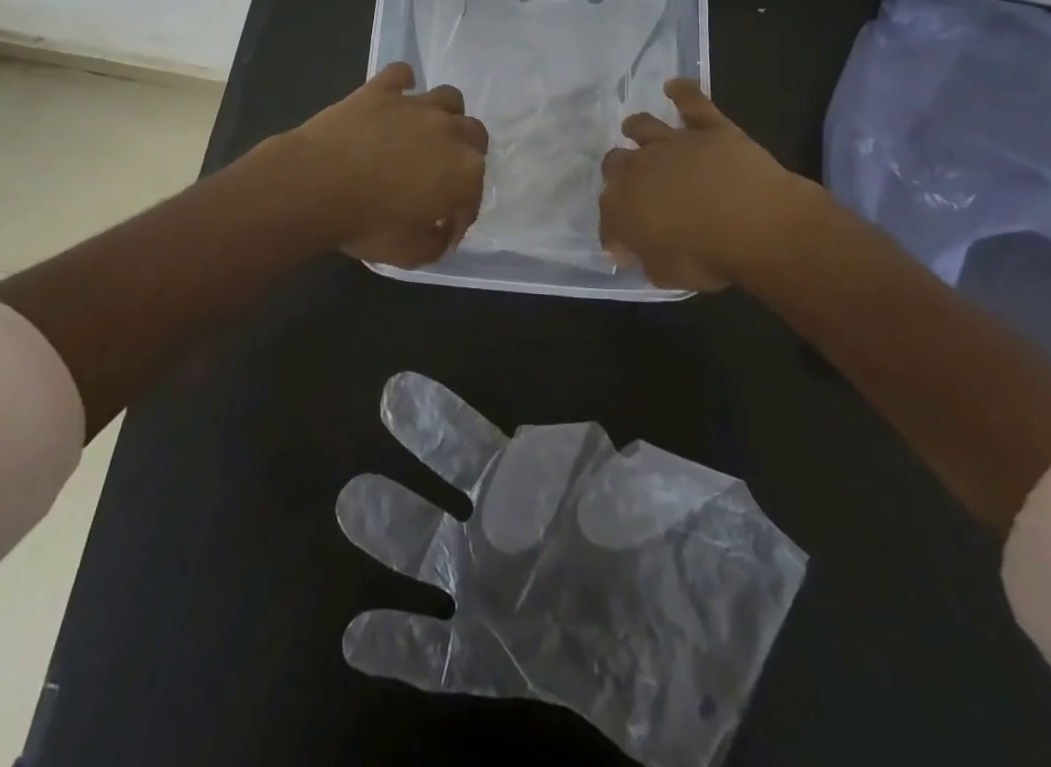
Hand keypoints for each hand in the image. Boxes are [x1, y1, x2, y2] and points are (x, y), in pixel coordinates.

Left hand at [290, 63, 487, 267]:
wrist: (315, 186)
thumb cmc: (367, 223)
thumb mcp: (409, 254)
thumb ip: (435, 244)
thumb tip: (440, 233)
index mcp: (464, 172)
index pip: (474, 193)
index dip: (460, 214)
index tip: (443, 230)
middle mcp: (449, 131)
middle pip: (474, 136)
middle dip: (466, 156)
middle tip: (442, 175)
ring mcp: (415, 105)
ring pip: (449, 98)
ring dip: (446, 115)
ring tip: (427, 132)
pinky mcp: (381, 90)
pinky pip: (401, 74)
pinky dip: (403, 83)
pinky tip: (396, 96)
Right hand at [337, 373, 806, 766]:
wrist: (697, 655)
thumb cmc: (679, 563)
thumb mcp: (667, 505)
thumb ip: (635, 477)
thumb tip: (607, 453)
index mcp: (548, 486)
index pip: (488, 447)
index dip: (445, 421)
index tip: (403, 392)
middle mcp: (511, 528)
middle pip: (454, 481)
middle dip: (420, 445)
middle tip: (382, 411)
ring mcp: (496, 592)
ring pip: (432, 556)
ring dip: (393, 532)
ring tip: (354, 503)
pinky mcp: (495, 657)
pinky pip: (437, 656)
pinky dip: (398, 646)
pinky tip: (357, 636)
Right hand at [599, 79, 830, 291]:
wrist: (756, 224)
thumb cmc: (708, 257)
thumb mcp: (666, 274)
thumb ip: (645, 259)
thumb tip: (635, 251)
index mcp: (622, 207)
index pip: (607, 216)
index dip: (615, 232)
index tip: (626, 245)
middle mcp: (638, 168)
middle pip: (615, 163)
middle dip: (619, 174)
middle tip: (634, 186)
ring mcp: (672, 143)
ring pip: (643, 127)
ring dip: (636, 129)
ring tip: (635, 128)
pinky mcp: (708, 127)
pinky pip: (691, 101)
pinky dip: (682, 92)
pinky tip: (675, 85)